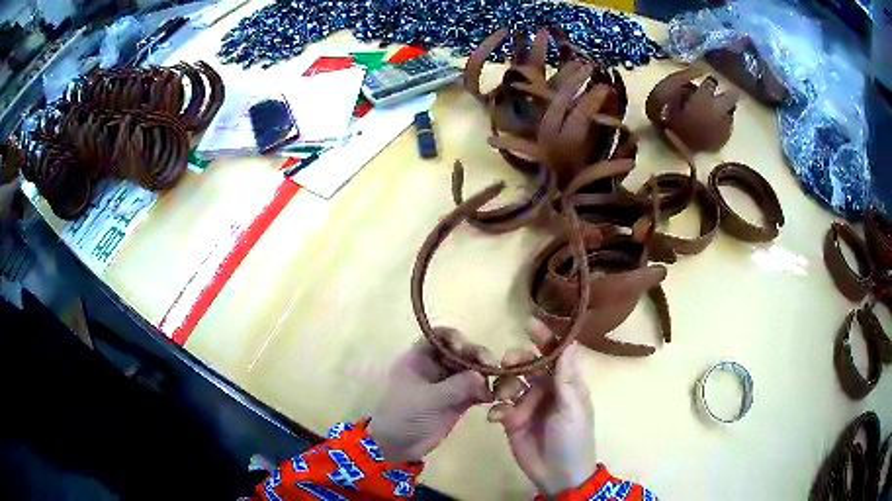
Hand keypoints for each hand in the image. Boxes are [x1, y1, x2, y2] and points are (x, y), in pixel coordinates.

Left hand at [368, 328, 493, 462]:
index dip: (453, 338)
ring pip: (471, 370)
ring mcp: (447, 384)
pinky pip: (475, 389)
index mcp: (419, 359)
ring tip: (495, 385)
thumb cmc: (404, 416)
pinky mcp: (457, 401)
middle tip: (490, 367)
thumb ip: (456, 386)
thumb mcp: (427, 399)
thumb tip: (482, 375)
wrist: (397, 446)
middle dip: (476, 356)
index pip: (438, 337)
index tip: (464, 348)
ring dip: (484, 374)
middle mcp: (435, 367)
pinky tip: (493, 398)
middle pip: (460, 352)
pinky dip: (485, 391)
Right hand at [487, 319, 596, 495]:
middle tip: (506, 363)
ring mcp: (527, 405)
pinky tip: (496, 419)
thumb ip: (566, 377)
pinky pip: (499, 408)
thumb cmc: (573, 438)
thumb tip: (570, 342)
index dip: (545, 338)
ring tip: (504, 400)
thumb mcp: (572, 407)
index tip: (529, 324)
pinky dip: (496, 409)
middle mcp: (546, 389)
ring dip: (503, 386)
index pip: (555, 354)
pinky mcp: (512, 421)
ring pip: (510, 383)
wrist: (558, 474)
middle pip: (527, 365)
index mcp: (565, 383)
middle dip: (516, 361)